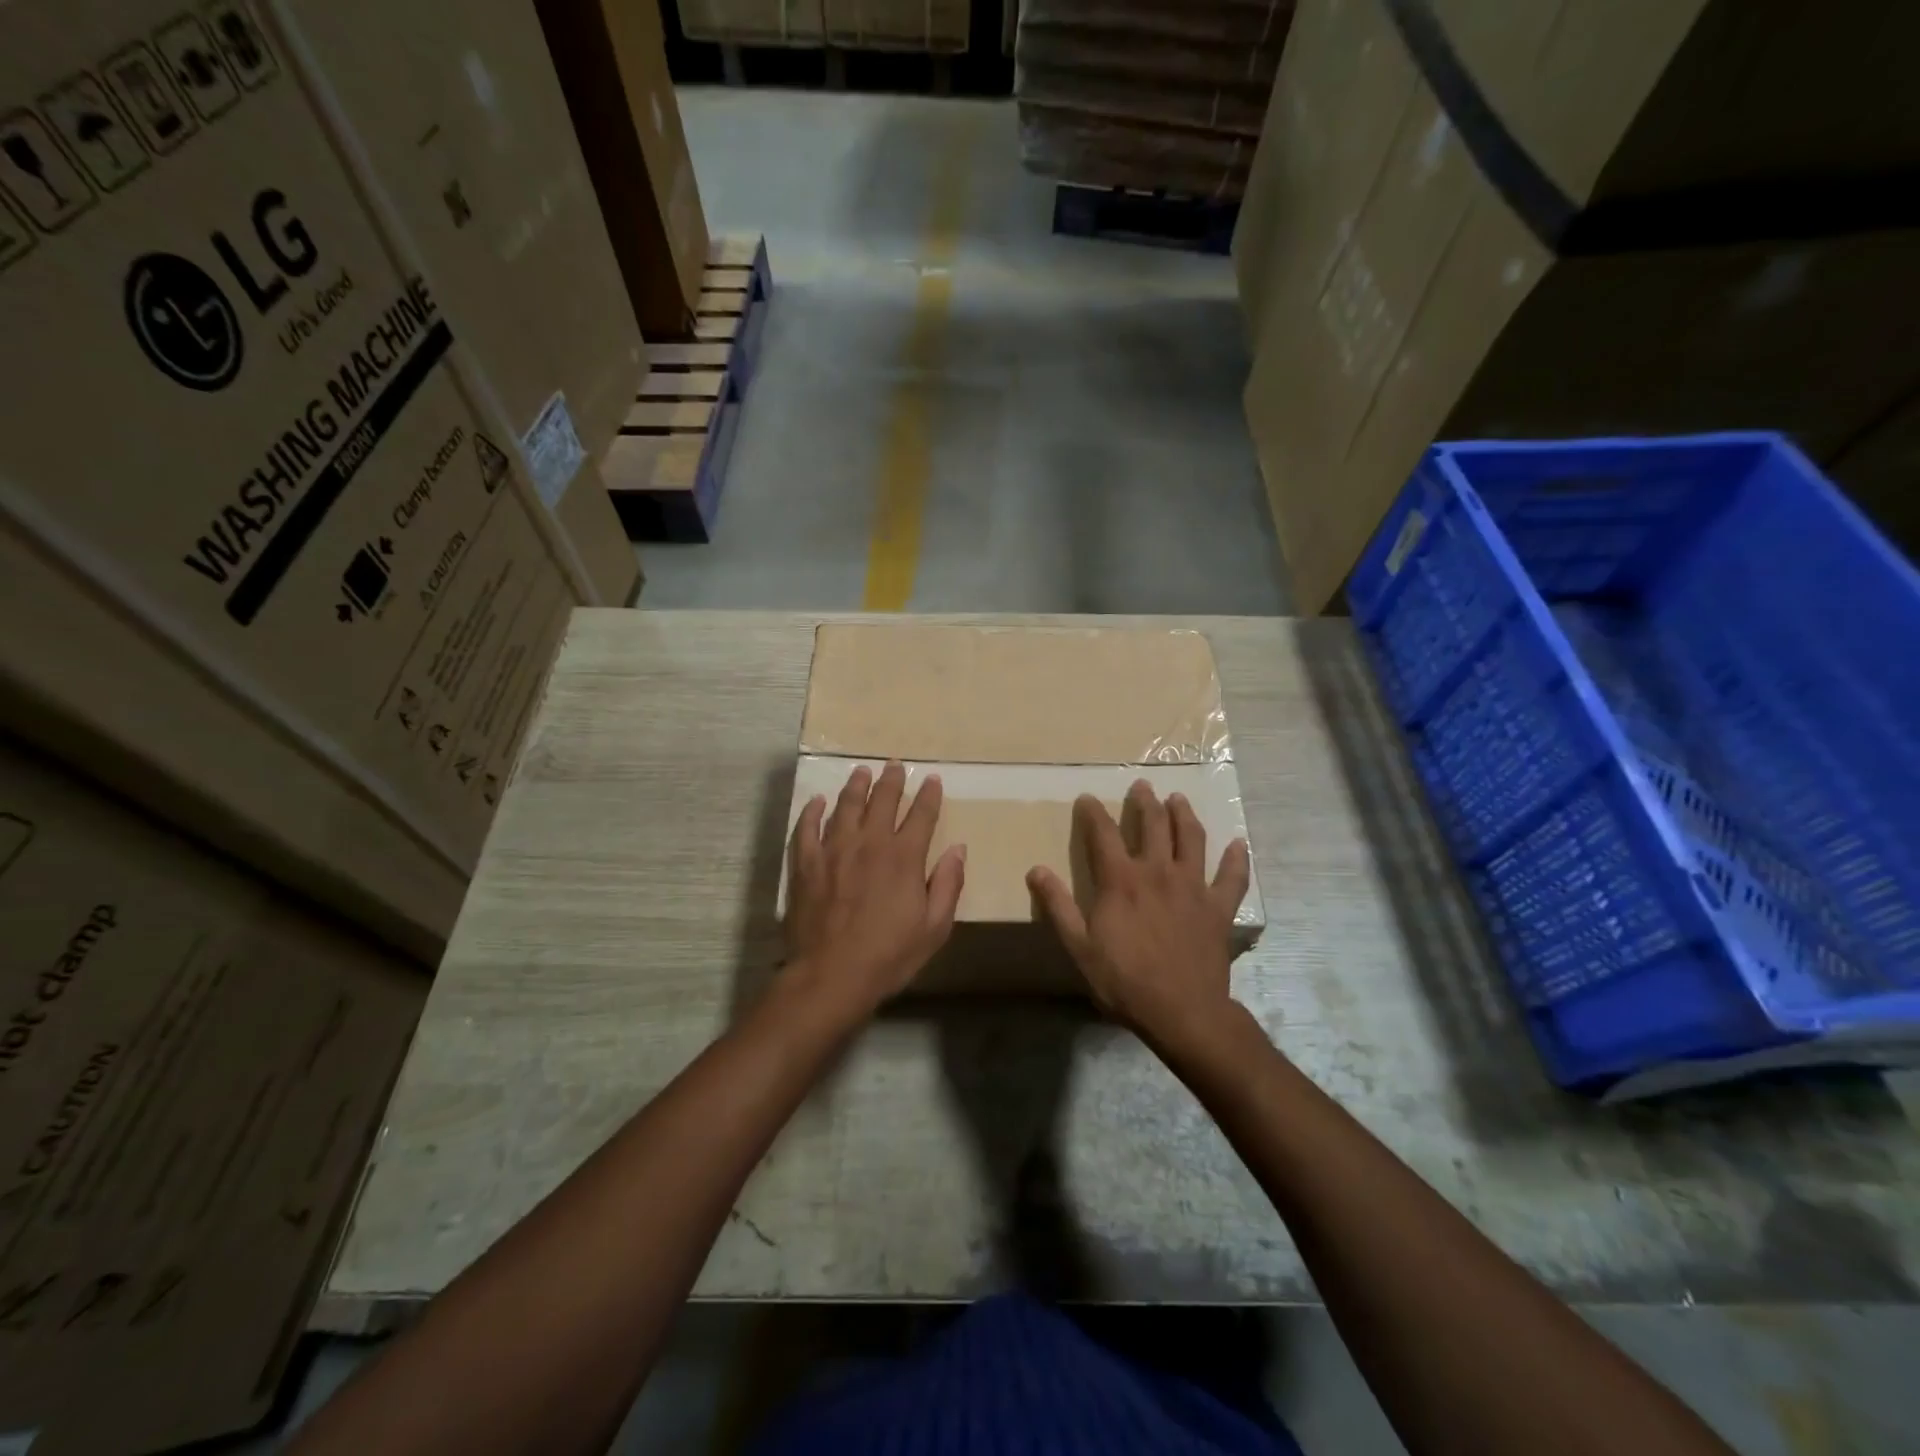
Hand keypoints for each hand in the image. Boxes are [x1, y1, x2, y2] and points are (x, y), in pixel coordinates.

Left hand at [784, 761, 965, 1015]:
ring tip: (861, 771)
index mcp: (904, 857)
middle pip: (882, 801)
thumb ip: (948, 884)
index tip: (931, 779)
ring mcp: (834, 850)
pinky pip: (807, 828)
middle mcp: (869, 843)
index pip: (921, 815)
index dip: (928, 795)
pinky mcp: (806, 864)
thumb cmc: (889, 955)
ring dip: (856, 786)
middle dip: (892, 781)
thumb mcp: (934, 927)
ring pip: (846, 806)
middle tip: (895, 765)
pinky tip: (817, 801)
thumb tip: (958, 848)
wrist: (831, 975)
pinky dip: (812, 812)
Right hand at [1027, 781, 1249, 1044]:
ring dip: (1185, 815)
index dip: (1093, 813)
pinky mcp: (1219, 908)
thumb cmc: (1124, 982)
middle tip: (1143, 785)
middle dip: (1145, 802)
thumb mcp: (1079, 947)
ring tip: (1179, 799)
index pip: (1102, 834)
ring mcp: (1193, 887)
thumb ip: (1058, 906)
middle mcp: (1158, 872)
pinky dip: (1236, 859)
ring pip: (1191, 839)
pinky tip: (1238, 844)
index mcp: (1121, 880)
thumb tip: (1036, 870)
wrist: (1183, 1013)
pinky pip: (1232, 877)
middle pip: (1153, 825)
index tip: (1087, 798)